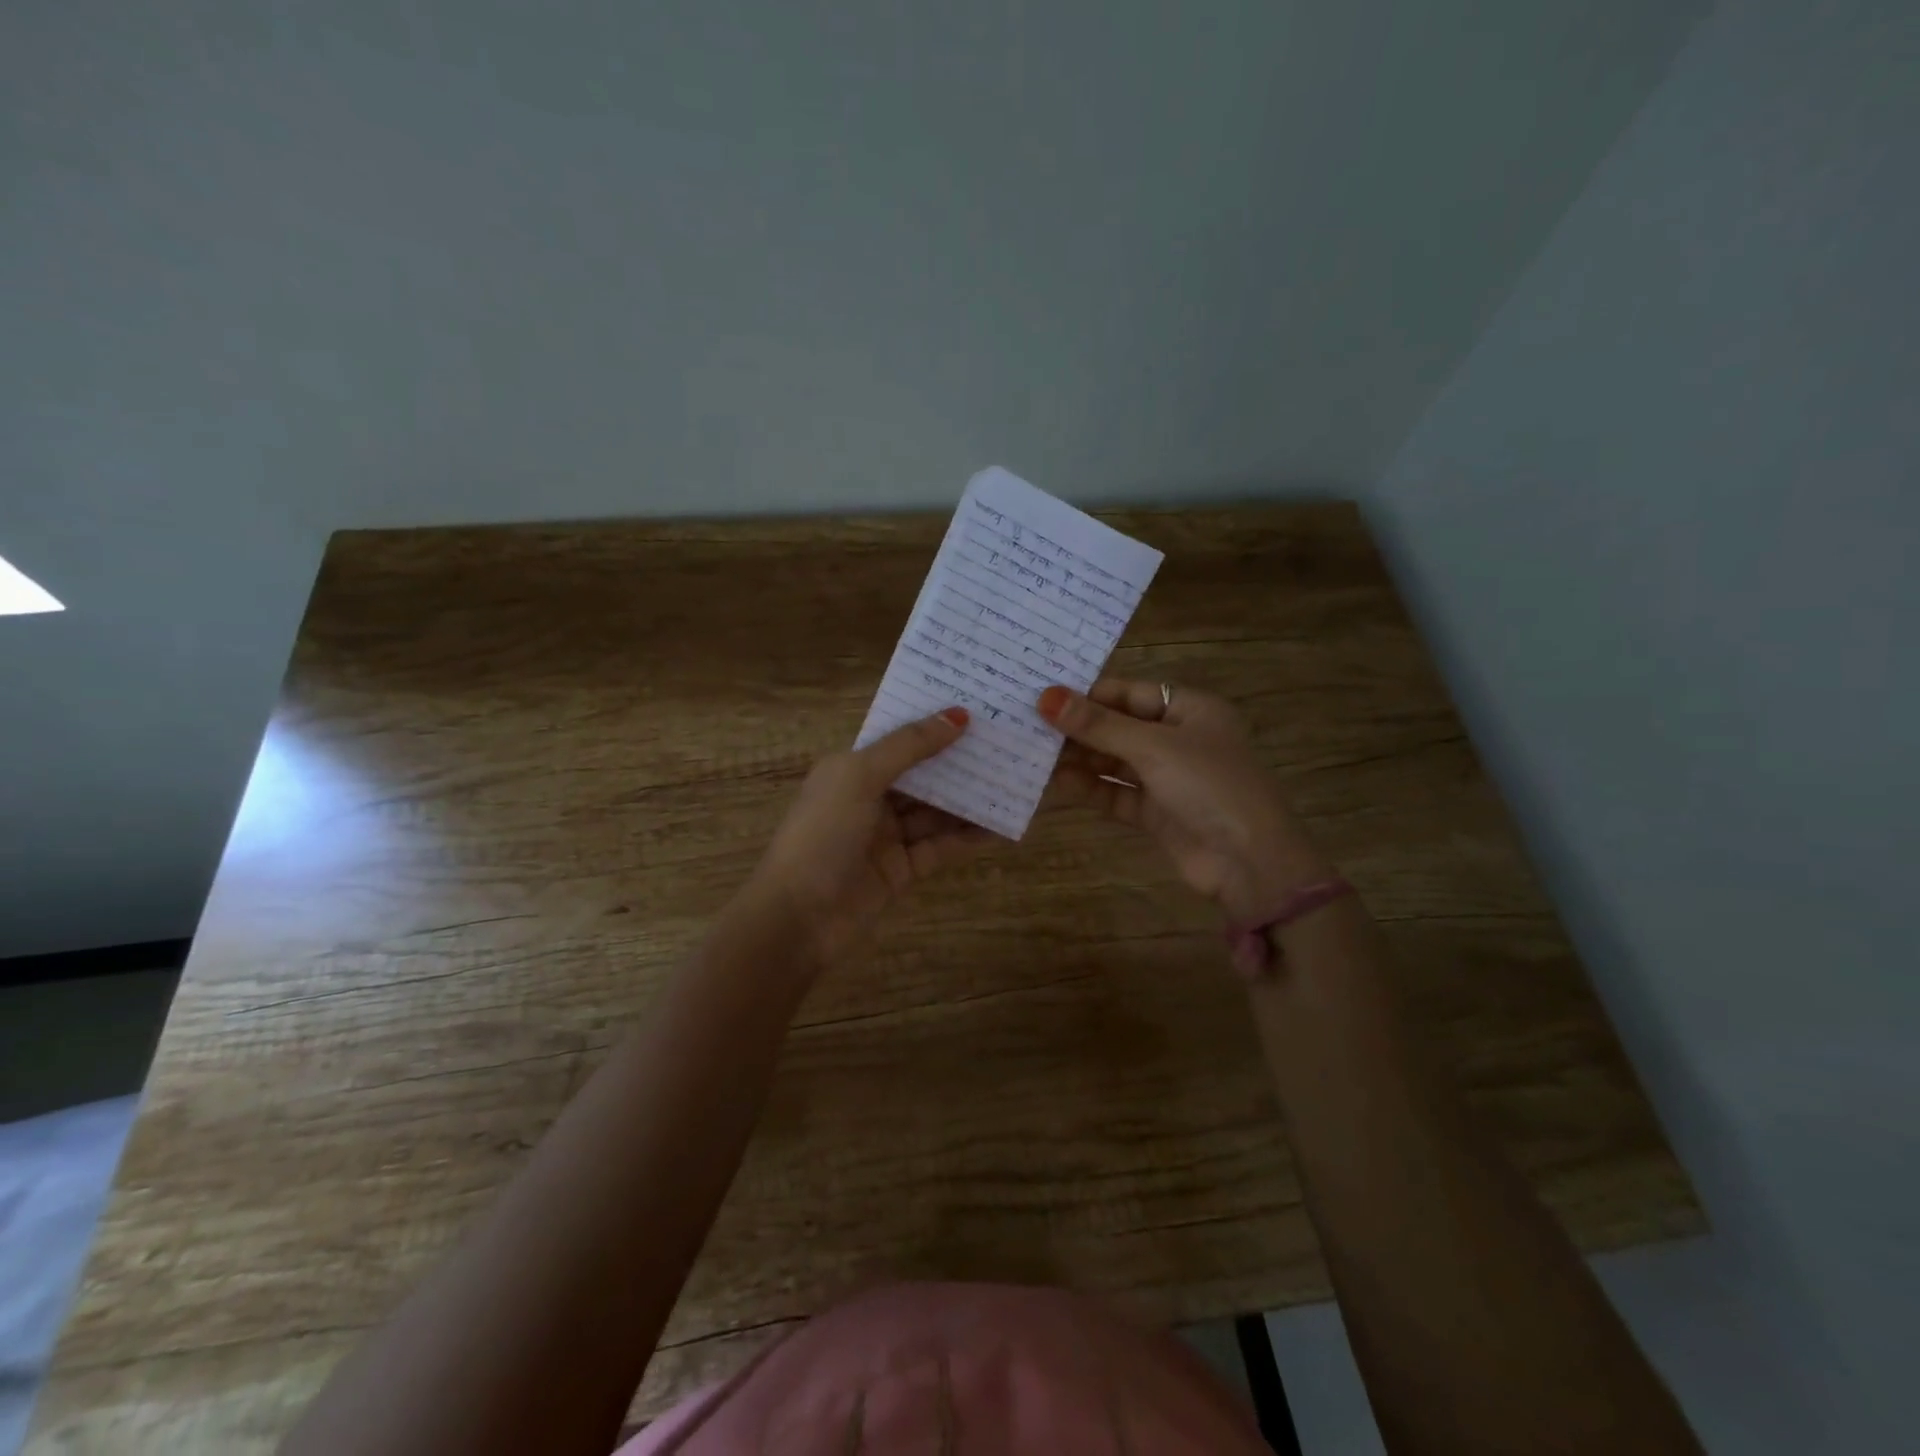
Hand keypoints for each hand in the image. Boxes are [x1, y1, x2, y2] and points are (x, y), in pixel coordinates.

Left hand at [750, 708, 992, 966]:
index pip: (899, 739)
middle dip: (958, 760)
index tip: (977, 707)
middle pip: (922, 775)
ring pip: (935, 811)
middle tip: (1005, 742)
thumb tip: (958, 715)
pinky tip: (1001, 825)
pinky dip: (968, 837)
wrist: (798, 918)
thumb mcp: (860, 777)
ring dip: (969, 798)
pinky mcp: (903, 870)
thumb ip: (909, 746)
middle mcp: (869, 798)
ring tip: (1012, 779)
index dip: (933, 724)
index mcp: (851, 769)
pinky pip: (941, 846)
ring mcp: (886, 837)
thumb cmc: (822, 834)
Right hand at [1040, 680, 1332, 919]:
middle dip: (1078, 728)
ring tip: (1033, 752)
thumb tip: (1046, 698)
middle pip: (1119, 726)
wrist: (1250, 863)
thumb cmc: (1210, 786)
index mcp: (1191, 710)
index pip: (1130, 692)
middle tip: (1028, 723)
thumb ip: (1099, 725)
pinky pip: (1115, 792)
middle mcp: (1178, 739)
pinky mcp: (1155, 812)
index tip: (1043, 695)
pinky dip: (1089, 788)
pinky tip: (1055, 782)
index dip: (1089, 694)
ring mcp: (1167, 778)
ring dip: (1079, 758)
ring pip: (1114, 761)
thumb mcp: (1154, 747)